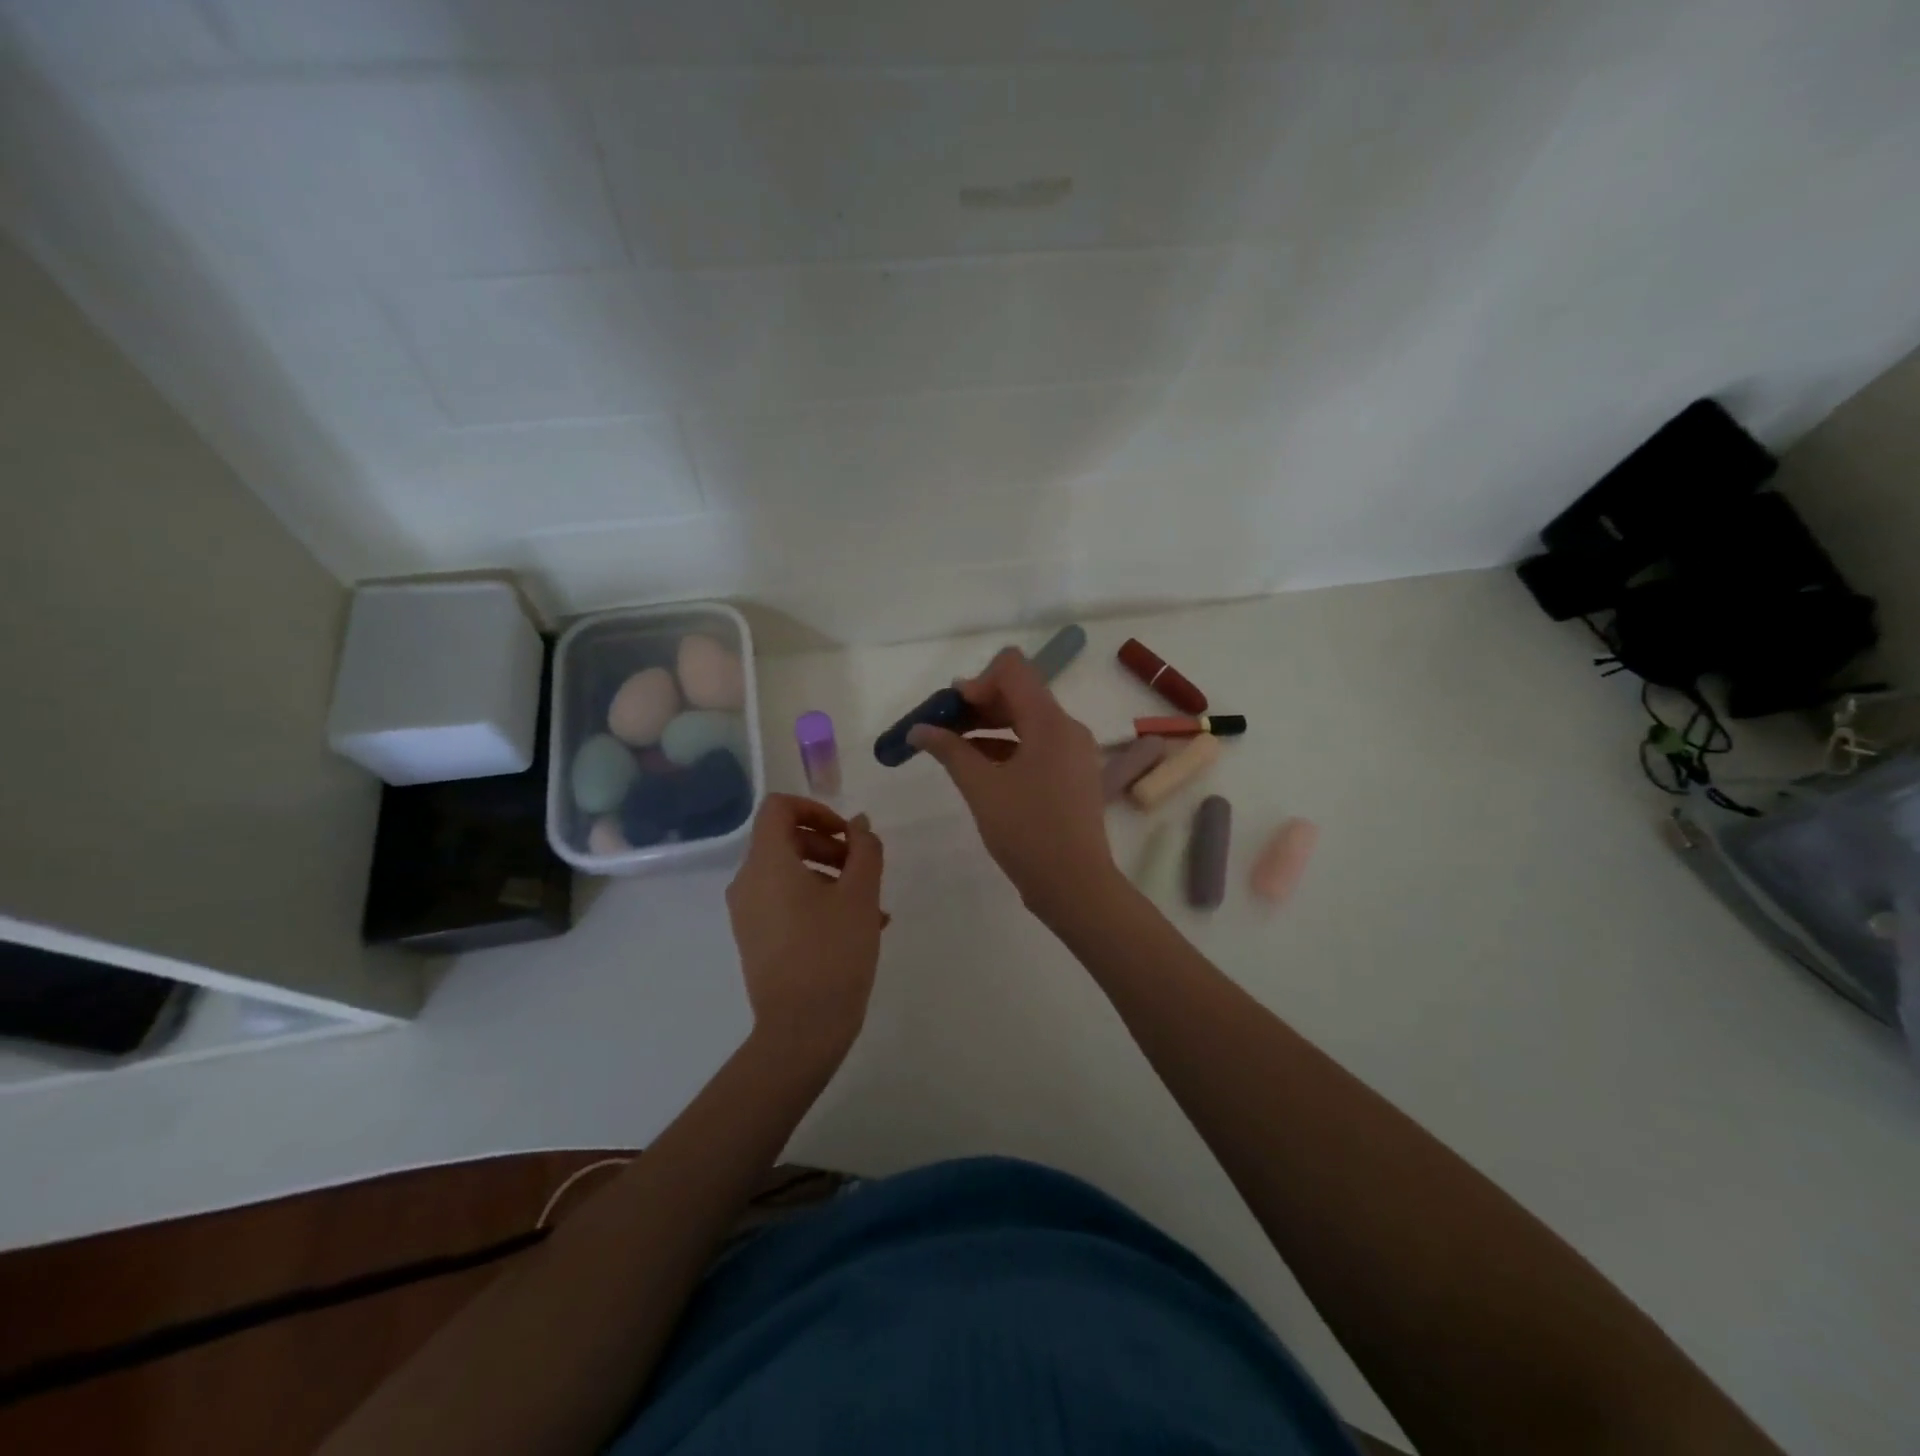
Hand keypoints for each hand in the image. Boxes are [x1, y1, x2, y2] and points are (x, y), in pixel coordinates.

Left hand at [726, 795, 885, 1066]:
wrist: (802, 1029)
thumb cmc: (833, 952)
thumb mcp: (861, 894)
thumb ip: (864, 849)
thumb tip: (858, 824)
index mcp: (767, 863)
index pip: (779, 808)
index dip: (816, 809)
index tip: (847, 834)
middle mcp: (748, 882)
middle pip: (786, 840)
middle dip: (830, 846)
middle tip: (864, 869)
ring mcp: (748, 913)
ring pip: (789, 873)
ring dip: (831, 876)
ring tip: (872, 905)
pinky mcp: (755, 938)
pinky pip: (785, 902)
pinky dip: (817, 900)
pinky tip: (857, 926)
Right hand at [908, 647, 1118, 920]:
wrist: (1075, 885)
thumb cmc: (1027, 831)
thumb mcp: (981, 788)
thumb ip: (949, 750)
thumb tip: (918, 729)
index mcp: (1050, 721)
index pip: (1012, 669)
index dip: (976, 681)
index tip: (951, 711)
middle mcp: (1066, 728)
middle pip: (1018, 693)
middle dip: (977, 704)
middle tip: (941, 729)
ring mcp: (1072, 753)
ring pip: (1025, 721)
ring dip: (988, 727)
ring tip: (951, 750)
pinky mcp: (1070, 776)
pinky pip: (1035, 746)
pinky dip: (1005, 749)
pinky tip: (977, 769)